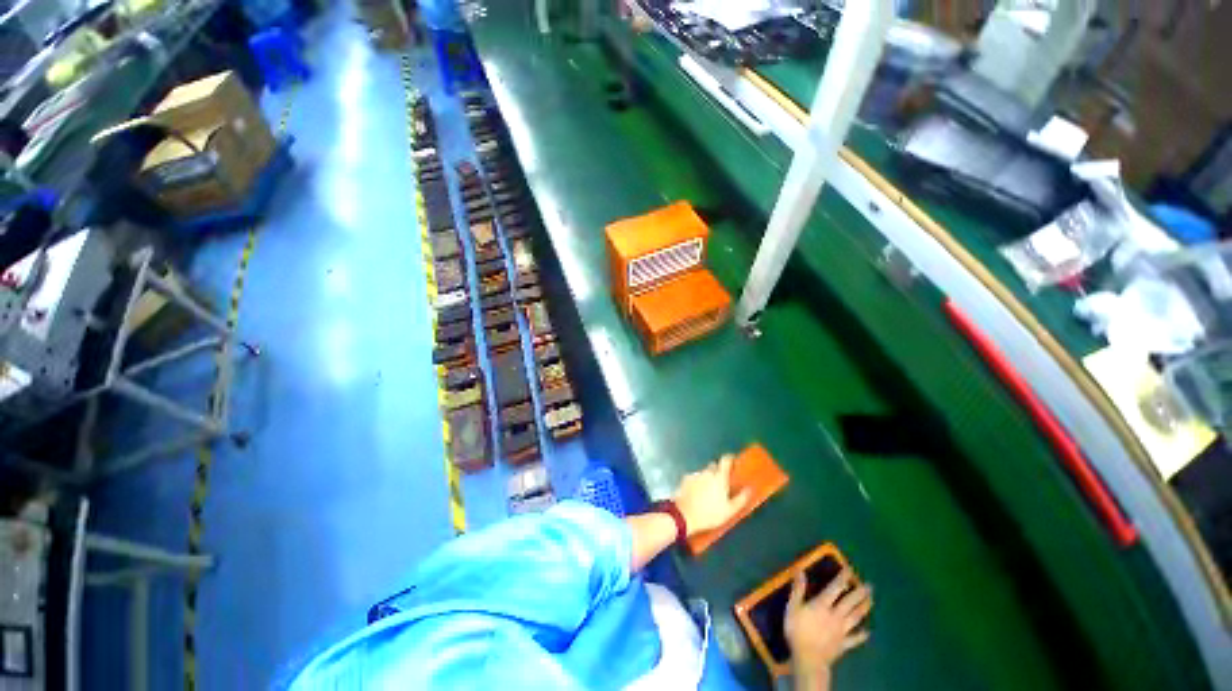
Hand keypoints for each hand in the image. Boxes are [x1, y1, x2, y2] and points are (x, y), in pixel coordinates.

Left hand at [674, 455, 750, 535]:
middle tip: (721, 483)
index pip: (725, 460)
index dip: (730, 458)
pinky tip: (696, 494)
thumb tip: (749, 489)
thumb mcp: (729, 511)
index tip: (733, 461)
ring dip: (707, 479)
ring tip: (707, 493)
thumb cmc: (709, 514)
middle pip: (714, 466)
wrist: (684, 516)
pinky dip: (697, 483)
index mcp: (719, 477)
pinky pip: (694, 478)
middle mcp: (706, 472)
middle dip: (718, 471)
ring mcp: (694, 475)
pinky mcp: (685, 479)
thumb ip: (741, 498)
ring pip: (703, 473)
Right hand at [784, 568, 871, 680]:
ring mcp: (842, 631)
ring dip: (864, 608)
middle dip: (860, 593)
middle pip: (850, 602)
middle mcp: (836, 615)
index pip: (835, 588)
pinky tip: (868, 632)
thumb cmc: (798, 631)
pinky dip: (862, 635)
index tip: (849, 569)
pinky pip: (855, 639)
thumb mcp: (793, 608)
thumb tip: (801, 571)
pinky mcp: (844, 644)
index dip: (842, 578)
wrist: (809, 659)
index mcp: (823, 605)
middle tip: (870, 586)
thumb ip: (798, 590)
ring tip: (871, 601)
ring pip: (856, 617)